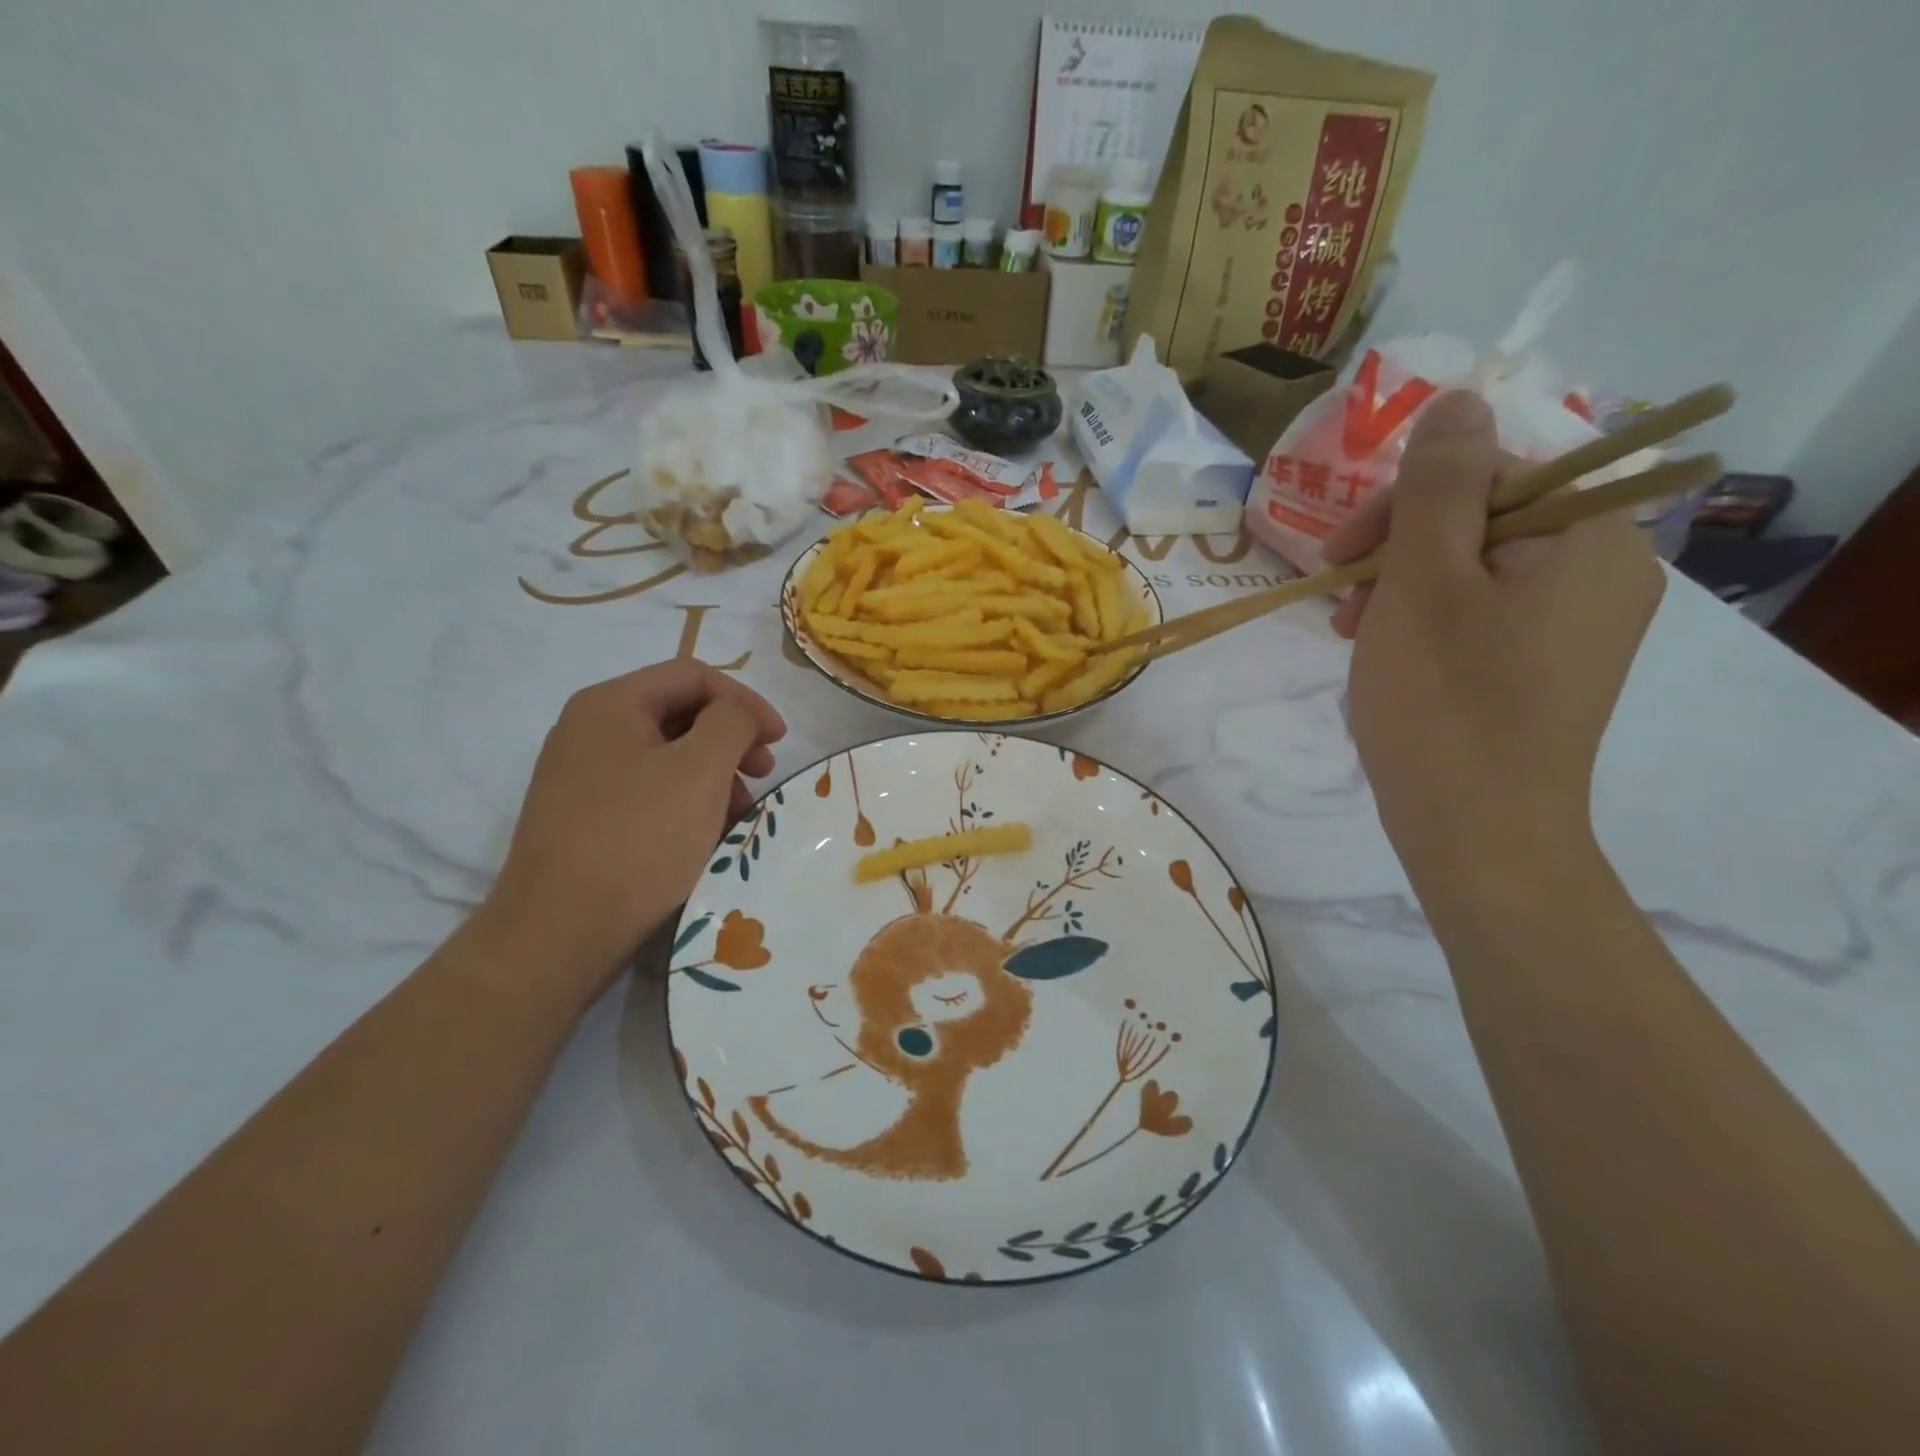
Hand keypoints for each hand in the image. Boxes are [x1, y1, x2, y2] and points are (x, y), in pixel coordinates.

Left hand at [478, 661, 786, 1009]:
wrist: (559, 932)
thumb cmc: (639, 839)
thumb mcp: (700, 770)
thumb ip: (732, 721)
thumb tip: (738, 713)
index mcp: (610, 704)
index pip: (693, 675)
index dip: (745, 700)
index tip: (779, 740)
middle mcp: (589, 730)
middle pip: (679, 713)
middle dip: (730, 740)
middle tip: (763, 773)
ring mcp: (581, 775)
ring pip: (666, 756)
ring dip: (713, 775)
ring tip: (737, 814)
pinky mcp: (584, 816)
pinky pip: (648, 791)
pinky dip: (685, 802)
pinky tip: (705, 835)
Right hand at [1322, 391, 1664, 879]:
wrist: (1478, 832)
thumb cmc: (1443, 702)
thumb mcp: (1423, 582)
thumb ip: (1438, 485)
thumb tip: (1458, 401)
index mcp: (1591, 536)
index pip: (1490, 471)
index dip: (1405, 503)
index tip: (1339, 555)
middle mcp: (1606, 569)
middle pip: (1484, 518)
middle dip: (1400, 550)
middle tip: (1340, 599)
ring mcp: (1581, 624)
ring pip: (1476, 568)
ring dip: (1404, 588)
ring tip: (1355, 635)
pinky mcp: (1552, 665)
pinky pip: (1485, 613)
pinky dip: (1429, 622)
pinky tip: (1390, 657)